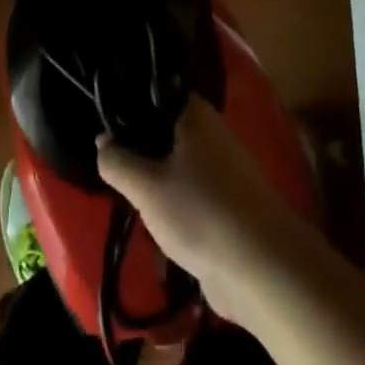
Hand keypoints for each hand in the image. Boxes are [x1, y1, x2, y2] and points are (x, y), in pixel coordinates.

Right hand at [97, 98, 297, 323]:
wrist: (262, 268)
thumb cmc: (201, 212)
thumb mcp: (147, 187)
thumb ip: (118, 162)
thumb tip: (102, 141)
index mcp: (195, 114)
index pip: (155, 96)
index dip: (128, 109)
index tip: (104, 128)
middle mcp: (211, 133)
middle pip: (165, 132)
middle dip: (140, 152)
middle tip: (112, 169)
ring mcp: (223, 169)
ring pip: (176, 166)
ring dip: (155, 184)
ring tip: (129, 202)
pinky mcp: (228, 204)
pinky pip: (191, 195)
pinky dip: (173, 208)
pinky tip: (155, 229)